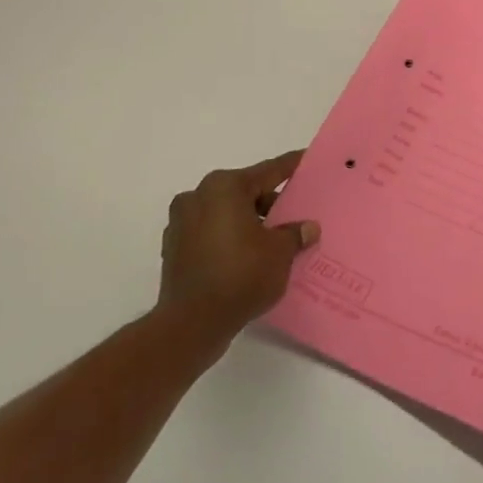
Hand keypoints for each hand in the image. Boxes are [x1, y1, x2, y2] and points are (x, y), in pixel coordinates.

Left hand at [159, 151, 318, 349]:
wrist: (191, 324)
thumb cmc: (241, 275)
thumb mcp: (280, 252)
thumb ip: (295, 233)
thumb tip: (307, 227)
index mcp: (225, 187)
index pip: (268, 171)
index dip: (290, 166)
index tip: (306, 159)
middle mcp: (198, 197)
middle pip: (244, 191)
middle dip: (269, 202)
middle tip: (295, 214)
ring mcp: (181, 223)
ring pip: (226, 213)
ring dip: (249, 222)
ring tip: (274, 240)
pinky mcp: (174, 249)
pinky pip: (211, 233)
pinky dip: (230, 238)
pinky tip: (249, 256)